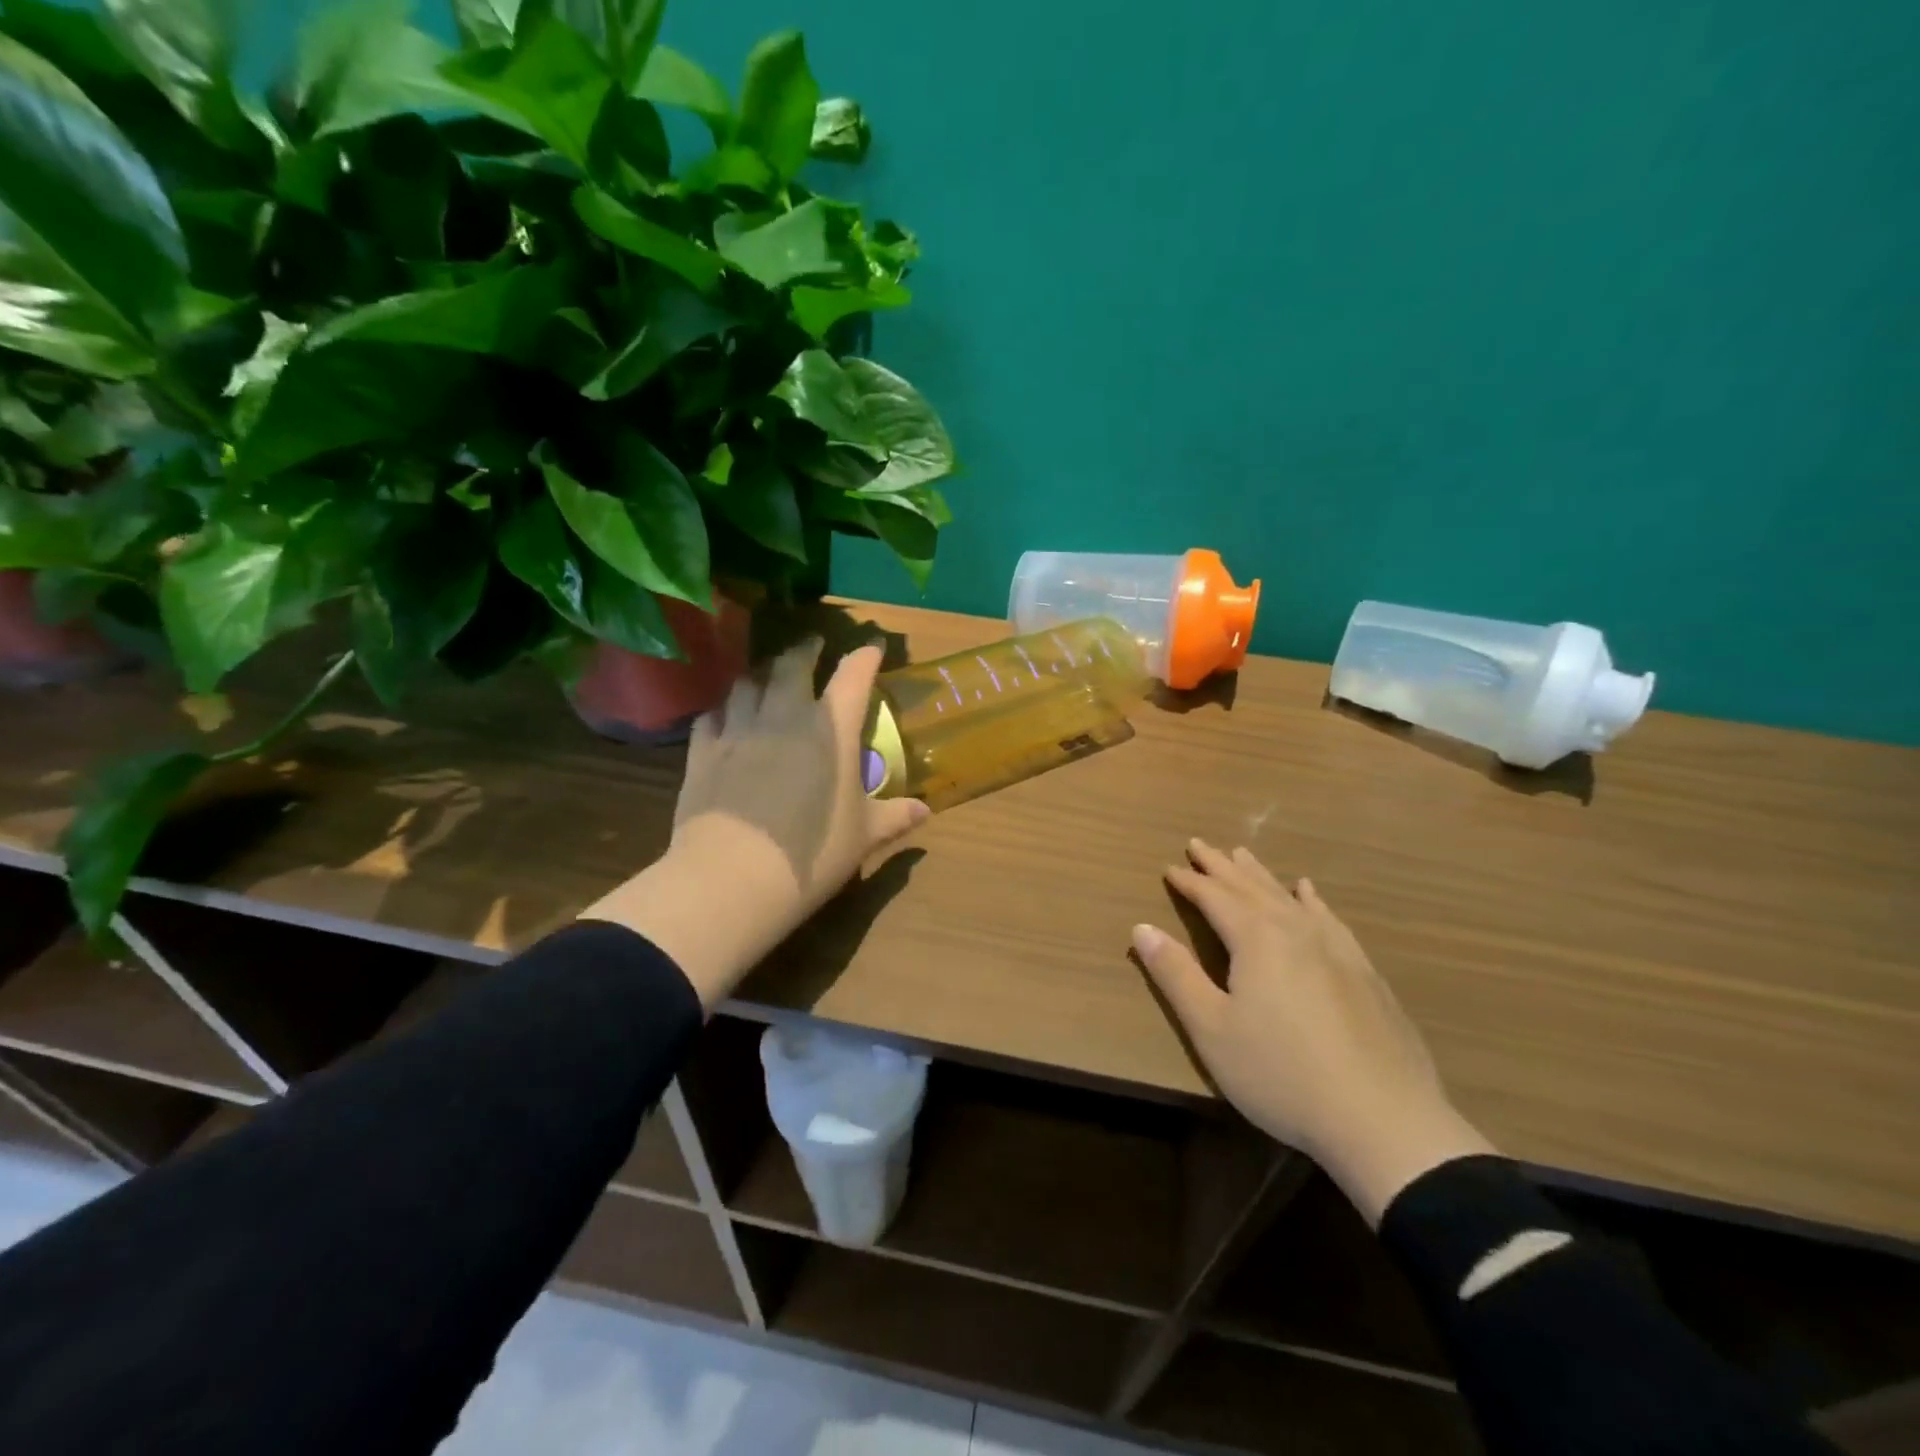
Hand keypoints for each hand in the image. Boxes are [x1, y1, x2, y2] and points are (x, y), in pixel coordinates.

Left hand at [584, 641, 927, 1010]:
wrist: (733, 877)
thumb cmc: (813, 854)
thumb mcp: (862, 837)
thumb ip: (893, 816)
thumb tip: (924, 811)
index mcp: (831, 729)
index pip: (853, 677)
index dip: (865, 657)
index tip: (872, 648)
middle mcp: (784, 716)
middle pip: (792, 665)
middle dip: (806, 650)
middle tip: (812, 646)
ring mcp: (739, 730)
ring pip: (747, 683)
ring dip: (760, 673)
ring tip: (766, 676)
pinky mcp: (702, 752)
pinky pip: (711, 716)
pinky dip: (722, 710)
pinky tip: (724, 717)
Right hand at [1133, 840, 1493, 1224]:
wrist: (1384, 1120)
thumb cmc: (1281, 1074)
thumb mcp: (1211, 1028)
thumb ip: (1175, 974)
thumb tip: (1142, 927)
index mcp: (1257, 939)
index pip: (1214, 897)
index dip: (1189, 882)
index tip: (1169, 867)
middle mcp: (1296, 930)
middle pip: (1250, 888)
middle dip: (1221, 867)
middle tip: (1199, 844)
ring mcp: (1336, 948)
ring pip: (1288, 897)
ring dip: (1260, 875)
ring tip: (1243, 854)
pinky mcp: (1363, 971)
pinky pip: (1328, 917)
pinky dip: (1311, 899)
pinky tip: (1309, 893)